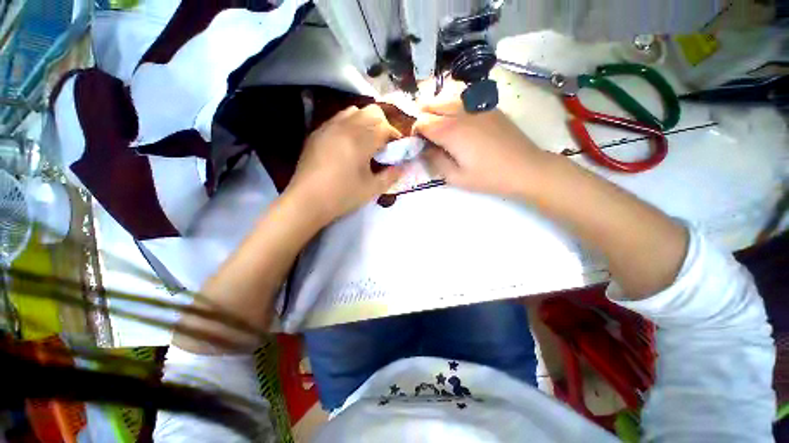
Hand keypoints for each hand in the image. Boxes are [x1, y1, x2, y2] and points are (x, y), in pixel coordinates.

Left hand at [287, 105, 403, 222]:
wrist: (307, 201)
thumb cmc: (342, 196)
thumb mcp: (372, 189)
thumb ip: (391, 176)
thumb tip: (402, 167)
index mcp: (360, 140)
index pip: (385, 127)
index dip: (395, 136)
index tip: (397, 148)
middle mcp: (345, 127)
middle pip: (371, 112)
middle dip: (383, 125)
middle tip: (383, 145)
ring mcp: (329, 127)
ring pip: (354, 111)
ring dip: (366, 122)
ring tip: (365, 142)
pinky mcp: (317, 133)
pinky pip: (338, 118)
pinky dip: (349, 125)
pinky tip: (347, 144)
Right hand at [414, 100, 549, 197]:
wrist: (526, 168)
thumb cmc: (488, 177)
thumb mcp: (456, 177)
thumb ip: (435, 161)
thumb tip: (425, 150)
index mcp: (450, 131)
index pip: (422, 122)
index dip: (415, 132)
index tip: (418, 143)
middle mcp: (460, 112)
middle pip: (431, 105)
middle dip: (423, 117)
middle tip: (425, 134)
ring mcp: (476, 106)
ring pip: (446, 99)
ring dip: (437, 110)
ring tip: (439, 126)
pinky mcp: (489, 107)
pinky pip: (463, 101)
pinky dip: (453, 108)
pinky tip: (458, 122)